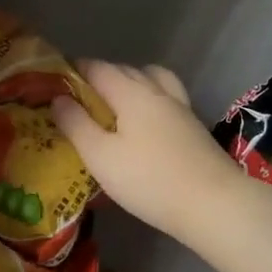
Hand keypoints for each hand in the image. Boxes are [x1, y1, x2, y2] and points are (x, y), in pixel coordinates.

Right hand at [50, 62, 249, 250]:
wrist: (214, 204)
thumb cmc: (149, 180)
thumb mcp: (100, 156)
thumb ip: (76, 125)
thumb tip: (57, 98)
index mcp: (130, 92)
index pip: (98, 68)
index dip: (75, 69)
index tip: (57, 80)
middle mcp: (156, 91)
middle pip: (125, 70)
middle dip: (101, 75)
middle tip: (80, 96)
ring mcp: (180, 107)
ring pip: (152, 79)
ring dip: (131, 81)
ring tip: (117, 103)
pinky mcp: (193, 127)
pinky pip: (166, 98)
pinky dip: (150, 99)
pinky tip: (145, 123)